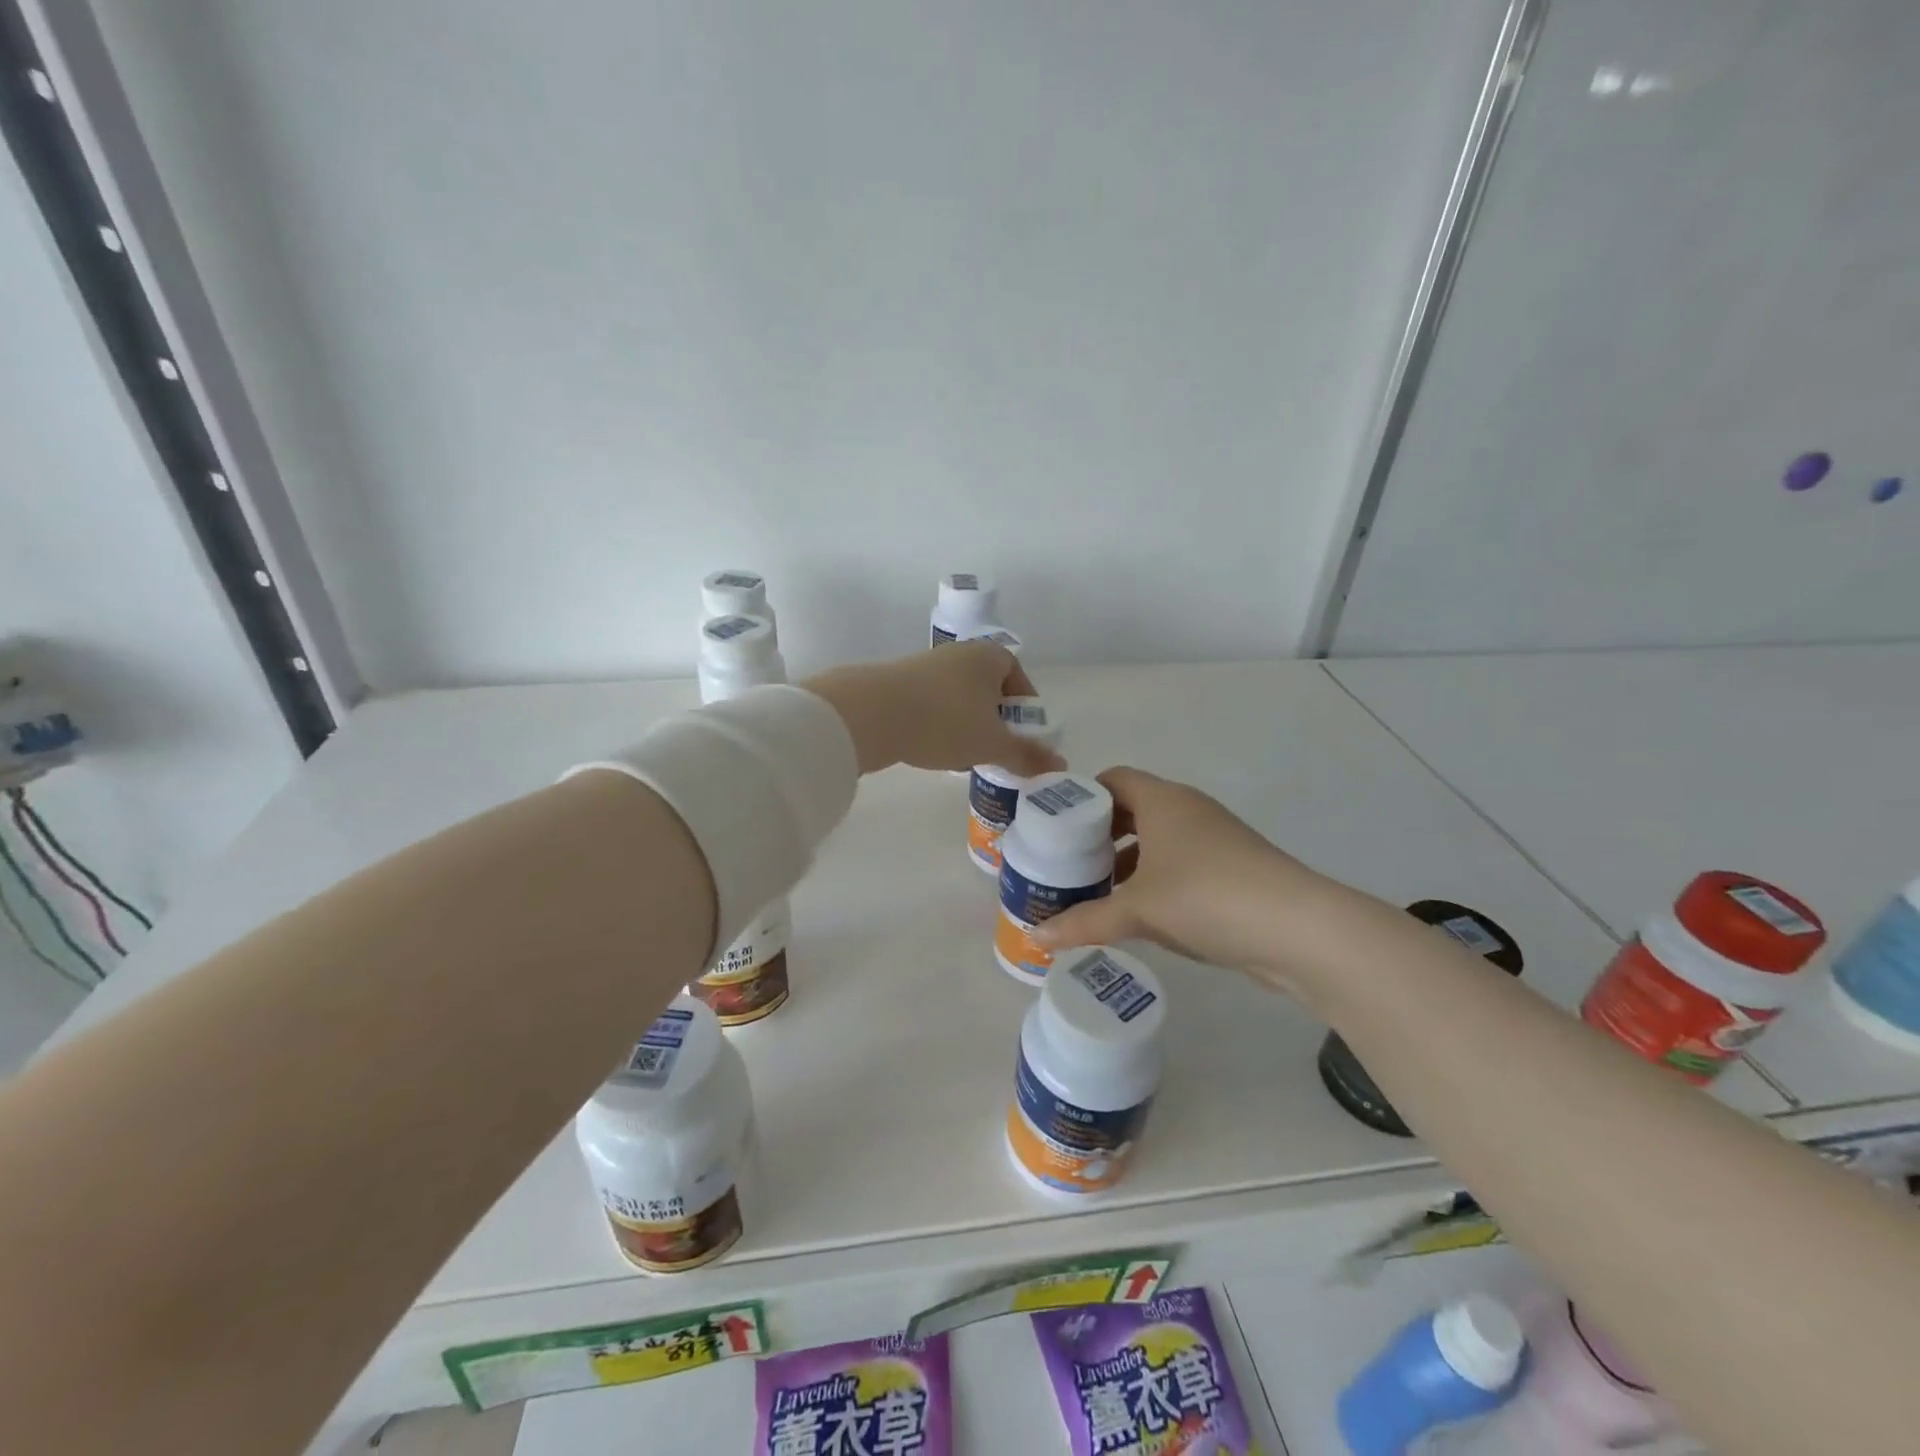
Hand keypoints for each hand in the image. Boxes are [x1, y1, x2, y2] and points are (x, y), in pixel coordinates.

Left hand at [804, 642, 1067, 776]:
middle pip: (987, 686)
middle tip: (996, 747)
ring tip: (965, 754)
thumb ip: (1027, 755)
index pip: (1017, 674)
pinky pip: (931, 703)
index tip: (1022, 733)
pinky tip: (933, 748)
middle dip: (994, 717)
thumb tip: (1061, 765)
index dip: (1024, 704)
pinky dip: (939, 723)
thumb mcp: (992, 744)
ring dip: (966, 723)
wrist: (871, 714)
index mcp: (988, 656)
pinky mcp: (898, 683)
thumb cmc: (945, 721)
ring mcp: (925, 666)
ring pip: (958, 696)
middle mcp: (958, 653)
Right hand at [1033, 767, 1336, 989]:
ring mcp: (1214, 839)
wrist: (1298, 929)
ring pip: (1157, 840)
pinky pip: (1179, 864)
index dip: (1081, 797)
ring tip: (1094, 891)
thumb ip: (1084, 922)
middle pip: (1132, 810)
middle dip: (1099, 835)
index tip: (1055, 826)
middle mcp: (1188, 810)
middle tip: (1067, 862)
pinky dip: (1155, 879)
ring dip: (1127, 861)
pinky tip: (1138, 912)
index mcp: (1162, 801)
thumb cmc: (1206, 897)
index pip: (1112, 780)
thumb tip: (1035, 938)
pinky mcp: (1232, 870)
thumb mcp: (1138, 910)